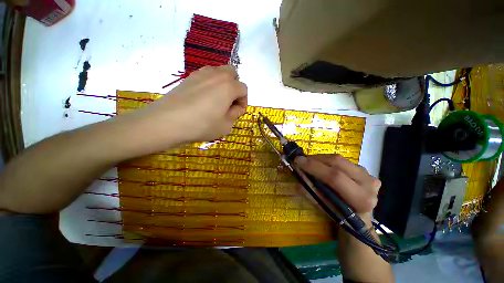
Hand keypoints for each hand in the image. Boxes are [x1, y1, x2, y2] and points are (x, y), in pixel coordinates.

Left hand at [131, 65, 246, 145]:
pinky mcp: (189, 77)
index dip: (243, 101)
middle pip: (233, 74)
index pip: (243, 89)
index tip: (237, 112)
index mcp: (229, 87)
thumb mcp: (225, 126)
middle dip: (235, 87)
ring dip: (223, 84)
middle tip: (229, 102)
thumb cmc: (202, 125)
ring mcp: (201, 74)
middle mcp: (217, 75)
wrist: (167, 121)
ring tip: (217, 100)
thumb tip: (235, 107)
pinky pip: (206, 75)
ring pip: (219, 72)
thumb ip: (235, 114)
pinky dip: (210, 83)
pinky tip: (203, 98)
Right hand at [295, 154, 380, 221]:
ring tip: (309, 163)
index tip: (298, 161)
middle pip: (337, 163)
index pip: (334, 177)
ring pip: (339, 159)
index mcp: (360, 199)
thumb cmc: (340, 215)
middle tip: (301, 160)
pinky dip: (327, 160)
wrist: (359, 216)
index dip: (314, 167)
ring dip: (320, 158)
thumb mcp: (322, 206)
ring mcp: (368, 174)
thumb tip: (298, 173)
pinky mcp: (364, 169)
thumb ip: (309, 190)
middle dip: (315, 159)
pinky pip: (342, 160)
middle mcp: (368, 183)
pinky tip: (321, 165)